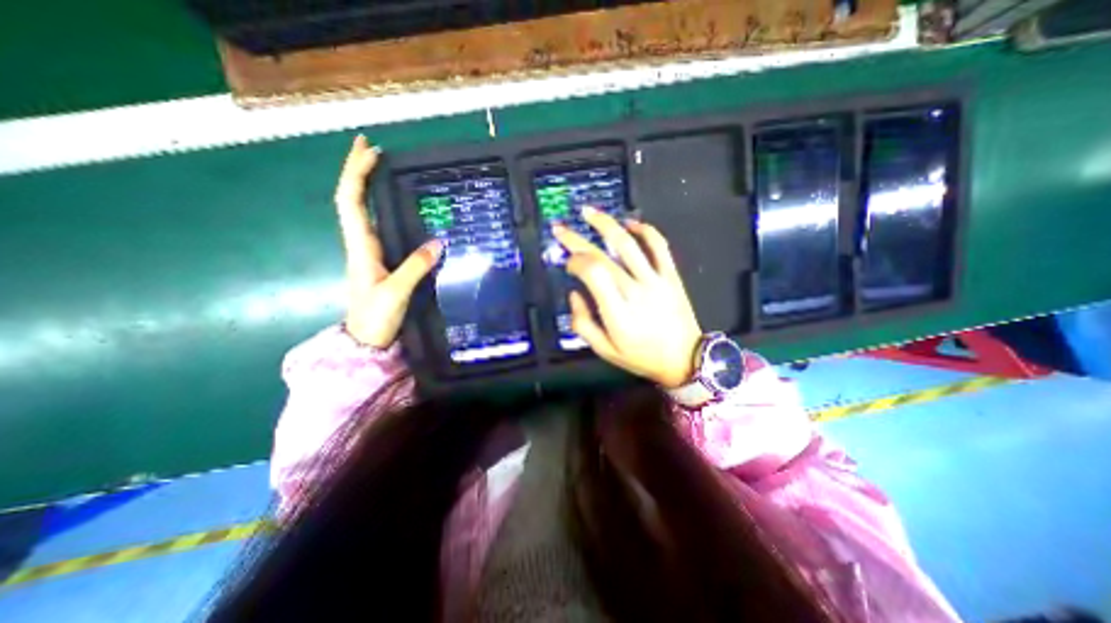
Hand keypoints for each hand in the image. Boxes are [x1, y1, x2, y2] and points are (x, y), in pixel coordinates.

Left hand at [333, 133, 443, 348]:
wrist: (367, 341)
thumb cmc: (376, 318)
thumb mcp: (396, 292)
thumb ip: (416, 267)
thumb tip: (438, 242)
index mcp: (361, 247)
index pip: (351, 202)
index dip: (357, 174)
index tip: (369, 151)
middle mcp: (362, 244)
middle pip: (353, 200)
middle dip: (359, 171)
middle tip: (373, 148)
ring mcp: (370, 253)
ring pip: (365, 213)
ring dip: (370, 187)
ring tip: (384, 170)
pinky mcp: (382, 262)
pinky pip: (380, 228)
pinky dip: (384, 210)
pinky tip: (399, 208)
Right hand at [555, 209, 701, 388]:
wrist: (685, 359)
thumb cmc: (641, 357)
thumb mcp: (604, 351)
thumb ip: (583, 323)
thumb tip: (574, 293)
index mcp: (617, 312)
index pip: (593, 273)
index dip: (575, 261)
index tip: (568, 263)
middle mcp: (635, 291)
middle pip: (603, 255)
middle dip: (577, 239)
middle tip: (560, 228)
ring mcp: (656, 280)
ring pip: (629, 243)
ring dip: (606, 224)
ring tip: (588, 212)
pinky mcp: (671, 275)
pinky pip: (659, 246)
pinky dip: (645, 230)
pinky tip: (630, 223)